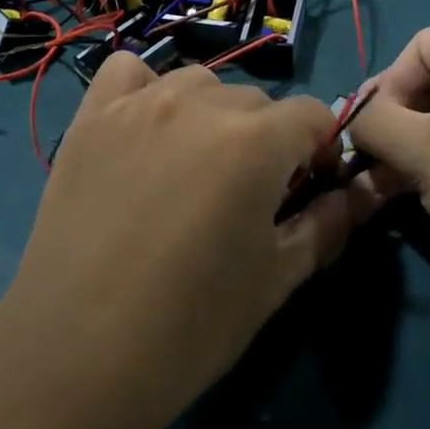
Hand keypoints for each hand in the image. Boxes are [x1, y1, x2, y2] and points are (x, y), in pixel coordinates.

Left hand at [0, 57, 358, 428]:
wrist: (75, 356)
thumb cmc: (189, 327)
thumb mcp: (276, 280)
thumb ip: (325, 225)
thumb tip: (355, 196)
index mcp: (255, 141)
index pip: (312, 115)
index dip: (320, 152)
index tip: (308, 191)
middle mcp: (200, 104)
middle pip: (257, 102)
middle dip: (268, 141)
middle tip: (247, 196)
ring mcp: (139, 103)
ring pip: (199, 84)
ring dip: (212, 116)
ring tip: (194, 169)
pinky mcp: (92, 117)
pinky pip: (128, 71)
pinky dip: (146, 89)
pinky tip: (144, 130)